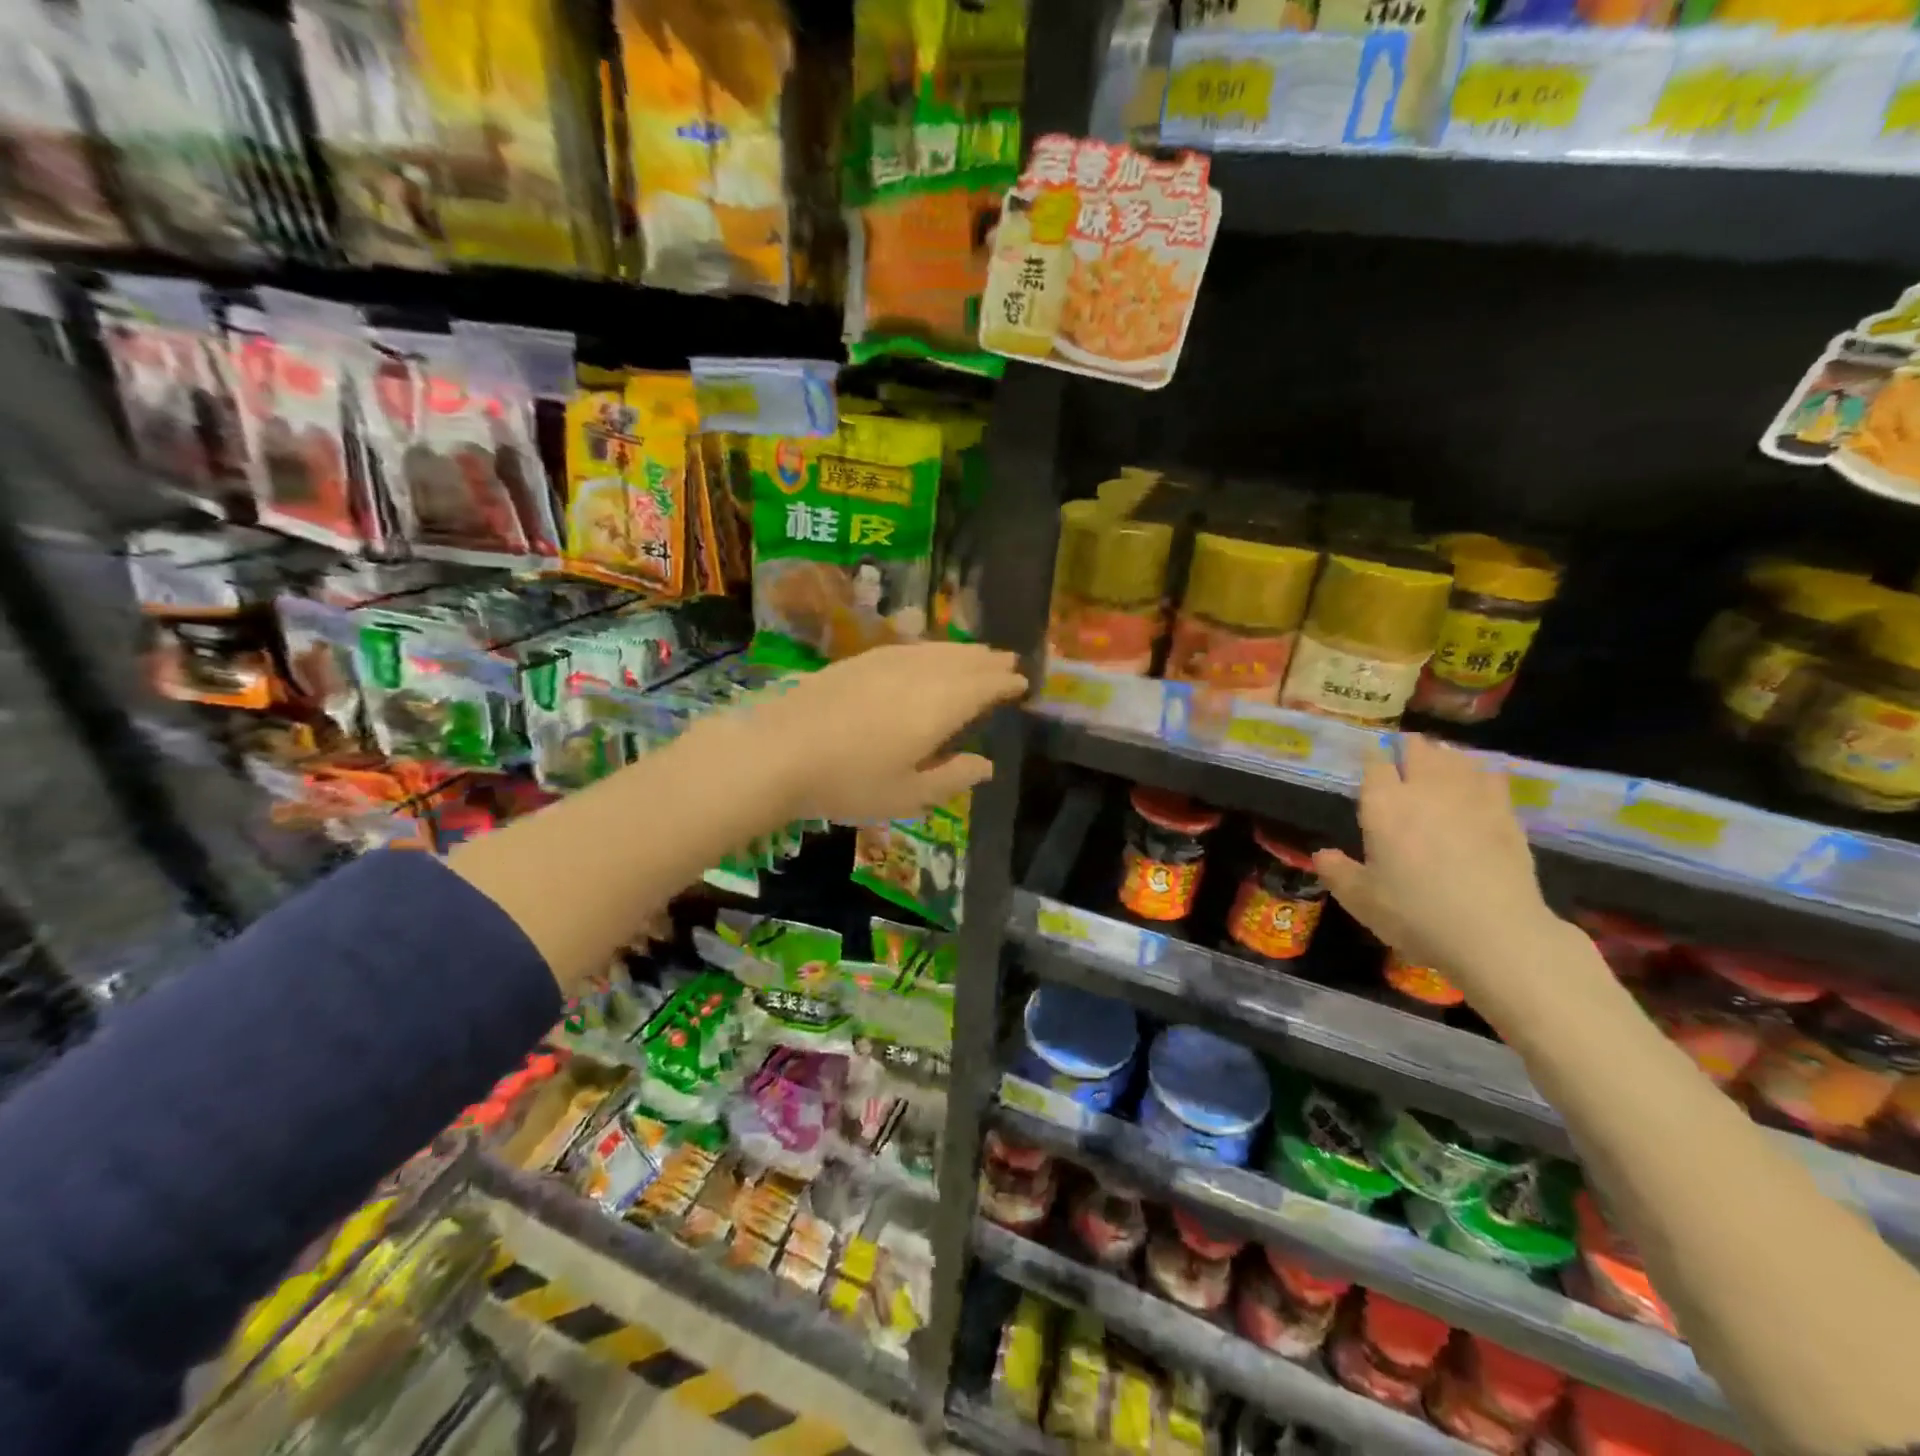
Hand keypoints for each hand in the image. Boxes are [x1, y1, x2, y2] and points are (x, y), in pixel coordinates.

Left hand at [723, 642, 1027, 824]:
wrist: (777, 750)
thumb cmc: (848, 781)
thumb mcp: (907, 795)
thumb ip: (952, 778)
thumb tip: (987, 766)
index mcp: (938, 706)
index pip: (983, 686)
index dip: (1004, 682)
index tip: (1021, 682)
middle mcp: (919, 675)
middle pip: (962, 661)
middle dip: (988, 660)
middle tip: (1008, 660)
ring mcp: (886, 663)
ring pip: (935, 650)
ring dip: (962, 650)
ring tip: (978, 653)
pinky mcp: (858, 661)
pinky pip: (908, 648)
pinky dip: (929, 649)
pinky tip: (926, 655)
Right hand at [1312, 736, 1564, 997]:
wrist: (1495, 933)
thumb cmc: (1415, 914)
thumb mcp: (1360, 899)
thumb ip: (1337, 871)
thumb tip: (1322, 854)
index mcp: (1384, 804)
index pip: (1374, 762)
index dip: (1371, 754)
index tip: (1368, 754)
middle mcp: (1425, 789)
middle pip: (1417, 749)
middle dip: (1408, 746)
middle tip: (1402, 752)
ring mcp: (1470, 798)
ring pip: (1455, 757)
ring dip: (1442, 754)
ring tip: (1437, 759)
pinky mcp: (1506, 814)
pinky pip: (1491, 777)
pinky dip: (1479, 772)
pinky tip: (1478, 779)